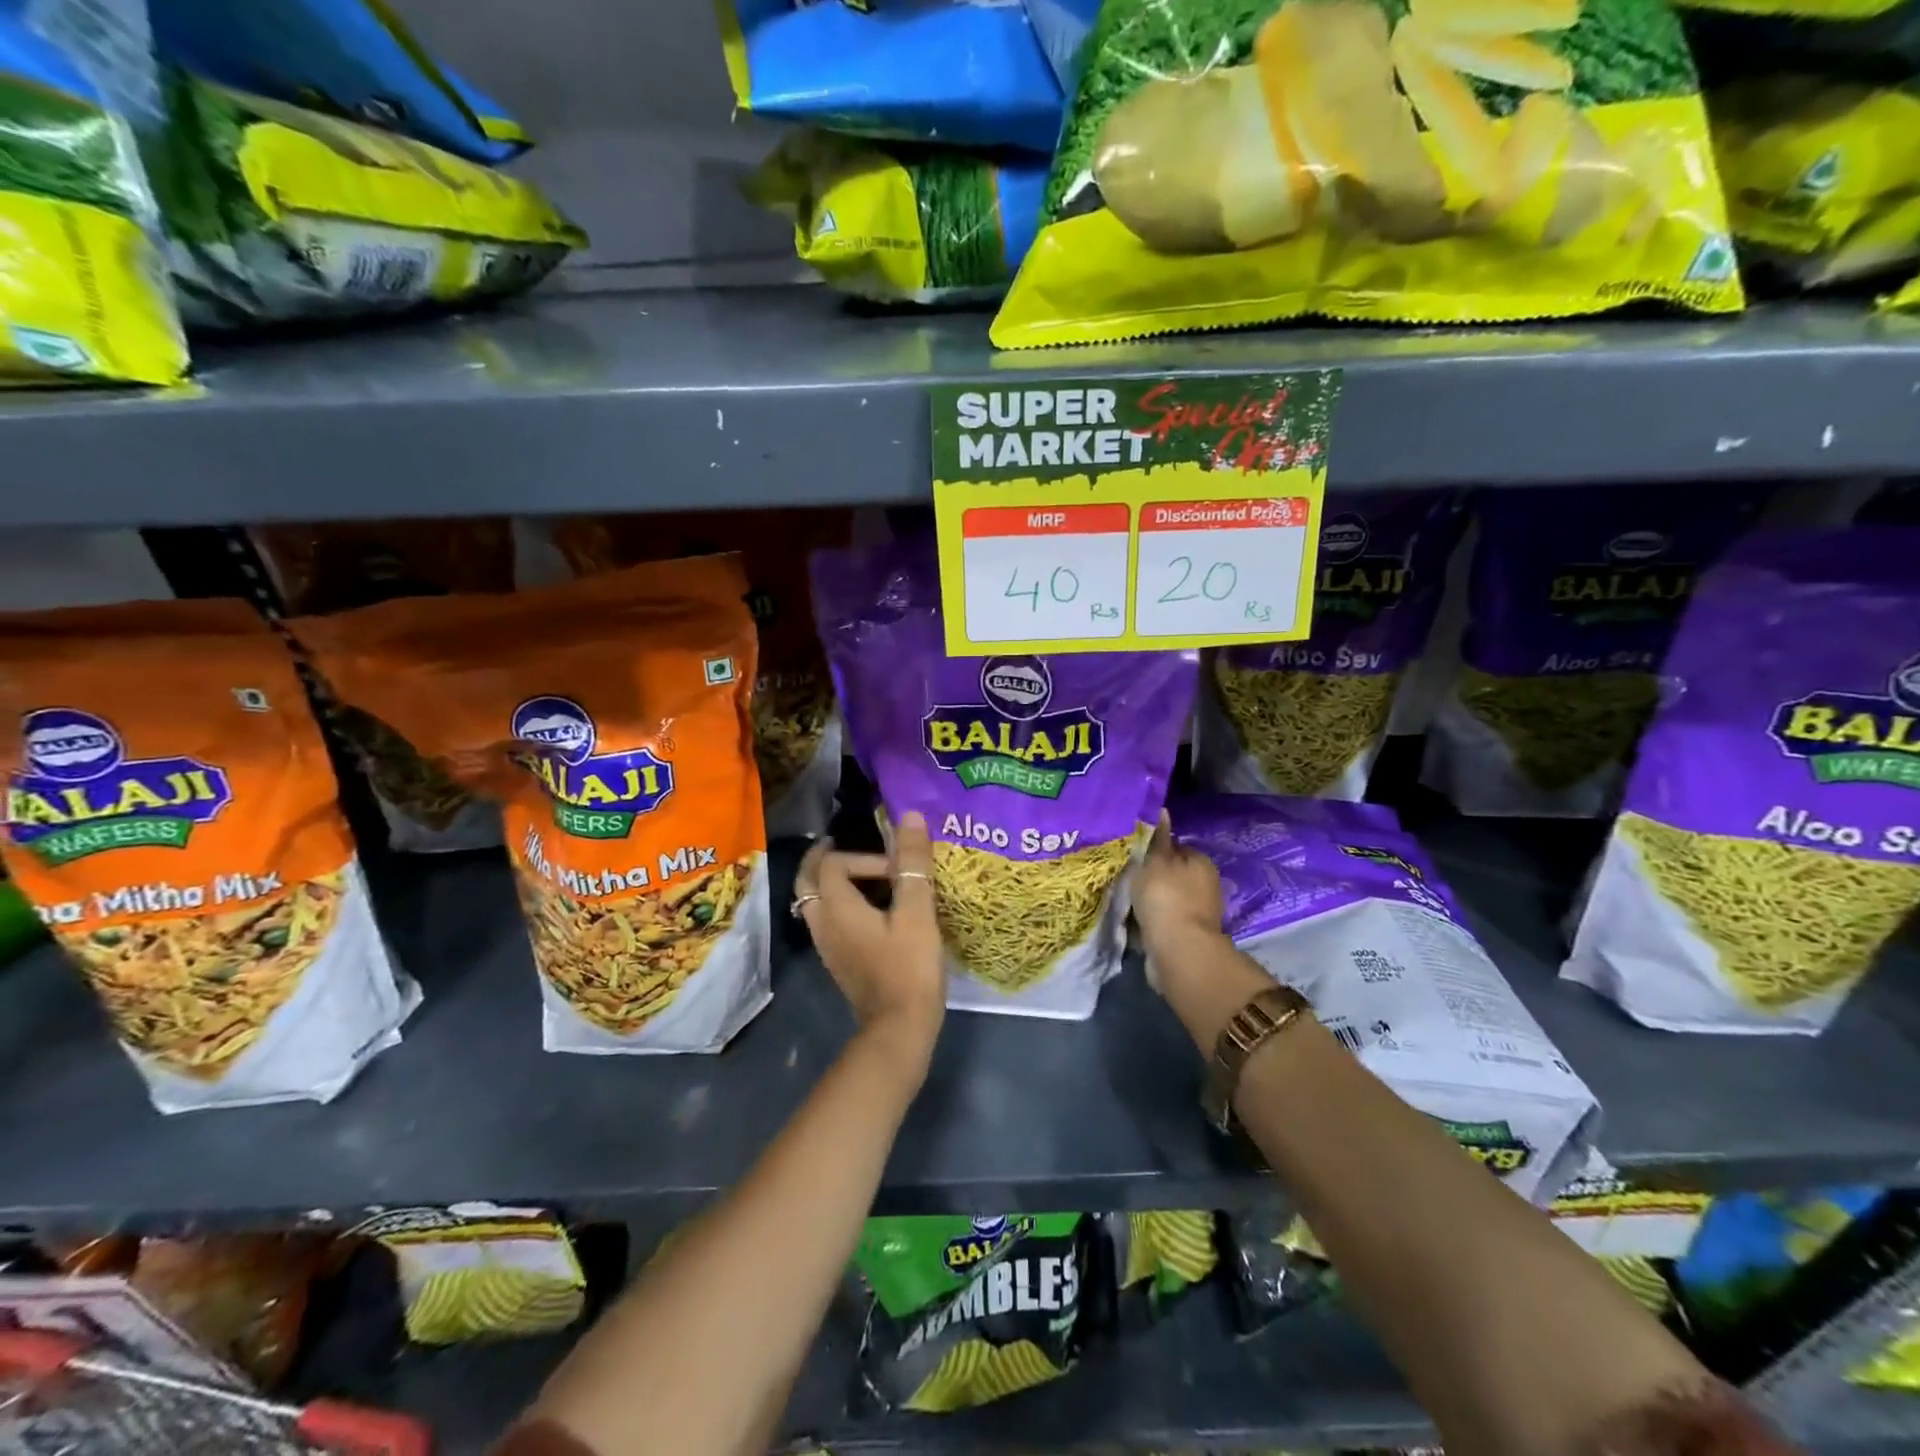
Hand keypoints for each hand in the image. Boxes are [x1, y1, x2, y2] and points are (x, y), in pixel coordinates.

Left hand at [794, 811, 945, 1066]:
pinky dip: (837, 904)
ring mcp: (826, 946)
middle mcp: (822, 924)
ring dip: (829, 882)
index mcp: (837, 908)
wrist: (899, 1030)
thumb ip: (912, 864)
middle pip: (807, 881)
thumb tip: (908, 816)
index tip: (896, 868)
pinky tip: (867, 910)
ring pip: (814, 902)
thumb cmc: (908, 969)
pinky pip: (826, 921)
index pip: (832, 863)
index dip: (863, 856)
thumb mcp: (916, 912)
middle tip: (848, 847)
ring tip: (860, 875)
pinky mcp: (838, 962)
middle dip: (824, 860)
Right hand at [1133, 811, 1228, 968]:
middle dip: (1150, 876)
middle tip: (1126, 877)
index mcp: (1201, 862)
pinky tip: (1133, 920)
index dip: (1153, 849)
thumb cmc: (1165, 897)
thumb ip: (1158, 838)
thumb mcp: (1156, 860)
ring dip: (1149, 900)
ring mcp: (1197, 913)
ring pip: (1165, 898)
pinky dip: (1149, 920)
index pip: (1175, 847)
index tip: (1132, 855)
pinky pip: (1162, 920)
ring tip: (1125, 900)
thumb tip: (1164, 810)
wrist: (1177, 951)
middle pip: (1171, 873)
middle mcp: (1205, 885)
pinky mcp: (1186, 936)